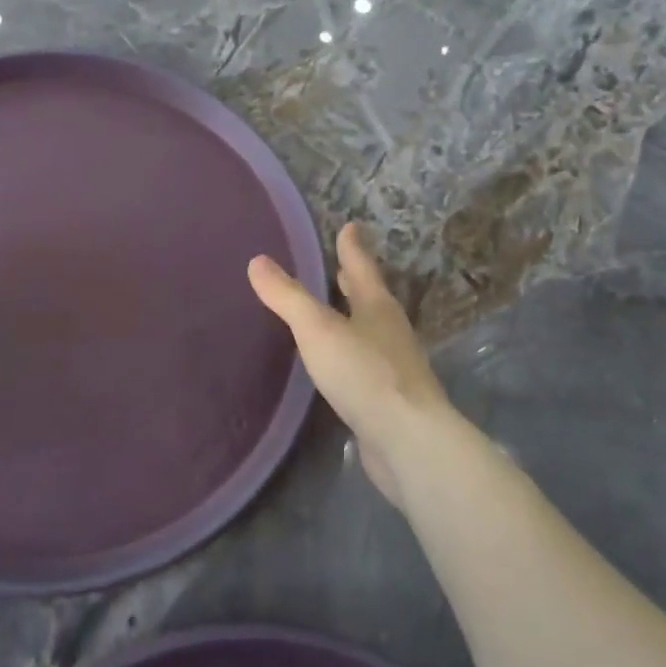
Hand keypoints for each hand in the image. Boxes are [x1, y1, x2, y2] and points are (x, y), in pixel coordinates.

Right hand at [249, 224, 454, 505]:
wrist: (407, 441)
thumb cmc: (364, 373)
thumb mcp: (318, 329)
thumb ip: (288, 297)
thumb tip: (258, 261)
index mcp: (377, 307)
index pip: (362, 267)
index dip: (352, 246)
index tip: (351, 225)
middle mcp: (390, 331)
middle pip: (371, 297)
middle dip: (356, 281)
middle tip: (343, 265)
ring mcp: (394, 367)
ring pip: (370, 331)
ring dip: (354, 317)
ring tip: (337, 311)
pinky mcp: (389, 399)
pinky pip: (366, 365)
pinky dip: (352, 354)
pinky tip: (339, 365)